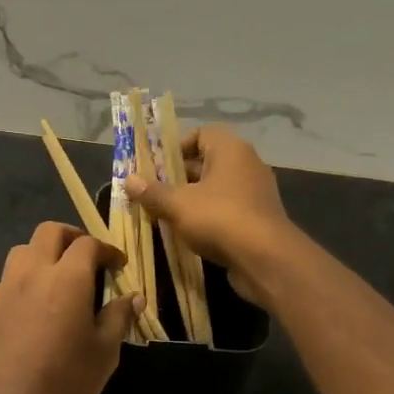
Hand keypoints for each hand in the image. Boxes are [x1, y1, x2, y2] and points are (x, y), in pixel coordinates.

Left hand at [0, 223, 135, 393]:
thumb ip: (118, 318)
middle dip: (72, 237)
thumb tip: (133, 297)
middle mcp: (33, 273)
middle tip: (88, 259)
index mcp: (67, 278)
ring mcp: (5, 289)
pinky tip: (35, 308)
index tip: (118, 265)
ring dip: (44, 254)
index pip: (88, 244)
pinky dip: (26, 281)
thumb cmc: (64, 381)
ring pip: (23, 251)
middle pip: (49, 232)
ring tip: (59, 278)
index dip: (107, 250)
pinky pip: (8, 280)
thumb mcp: (104, 352)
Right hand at [124, 126, 293, 306]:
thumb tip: (128, 180)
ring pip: (217, 189)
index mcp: (230, 149)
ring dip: (193, 200)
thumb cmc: (219, 219)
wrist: (265, 259)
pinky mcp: (258, 219)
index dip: (177, 148)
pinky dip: (210, 218)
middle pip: (207, 163)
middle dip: (179, 178)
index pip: (201, 134)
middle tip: (154, 194)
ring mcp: (256, 193)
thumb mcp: (178, 205)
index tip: (156, 168)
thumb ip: (153, 192)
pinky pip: (228, 210)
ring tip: (167, 215)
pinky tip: (191, 234)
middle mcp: (247, 164)